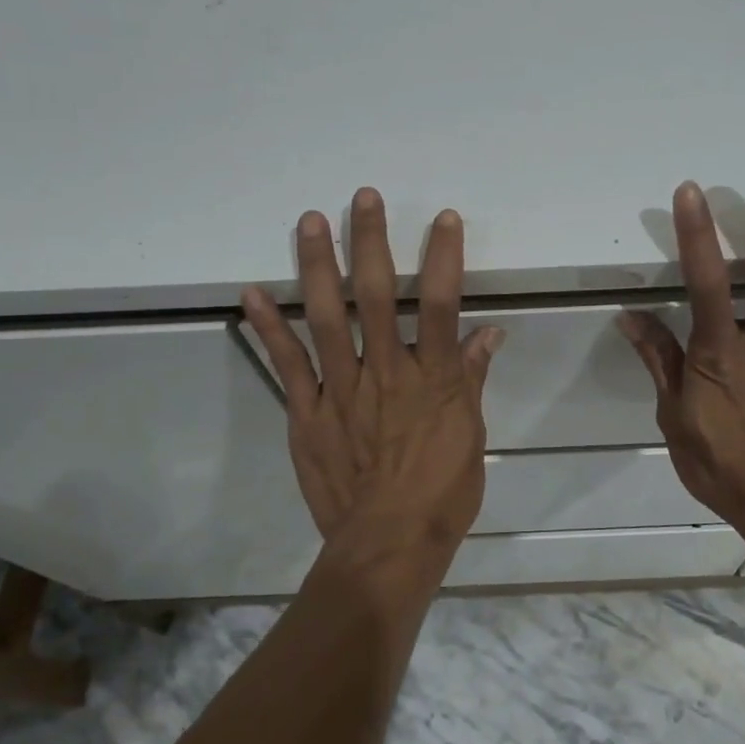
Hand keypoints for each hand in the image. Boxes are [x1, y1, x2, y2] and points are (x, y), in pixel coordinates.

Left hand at [242, 189, 504, 568]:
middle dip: (371, 242)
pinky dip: (269, 328)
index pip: (442, 304)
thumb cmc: (441, 494)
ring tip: (310, 222)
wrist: (388, 545)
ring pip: (329, 317)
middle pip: (379, 296)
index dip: (443, 257)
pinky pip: (287, 364)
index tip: (442, 218)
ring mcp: (343, 389)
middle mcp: (388, 371)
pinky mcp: (308, 413)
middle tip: (362, 197)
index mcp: (434, 379)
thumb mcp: (471, 436)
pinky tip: (253, 292)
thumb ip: (473, 380)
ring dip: (318, 266)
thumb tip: (491, 334)